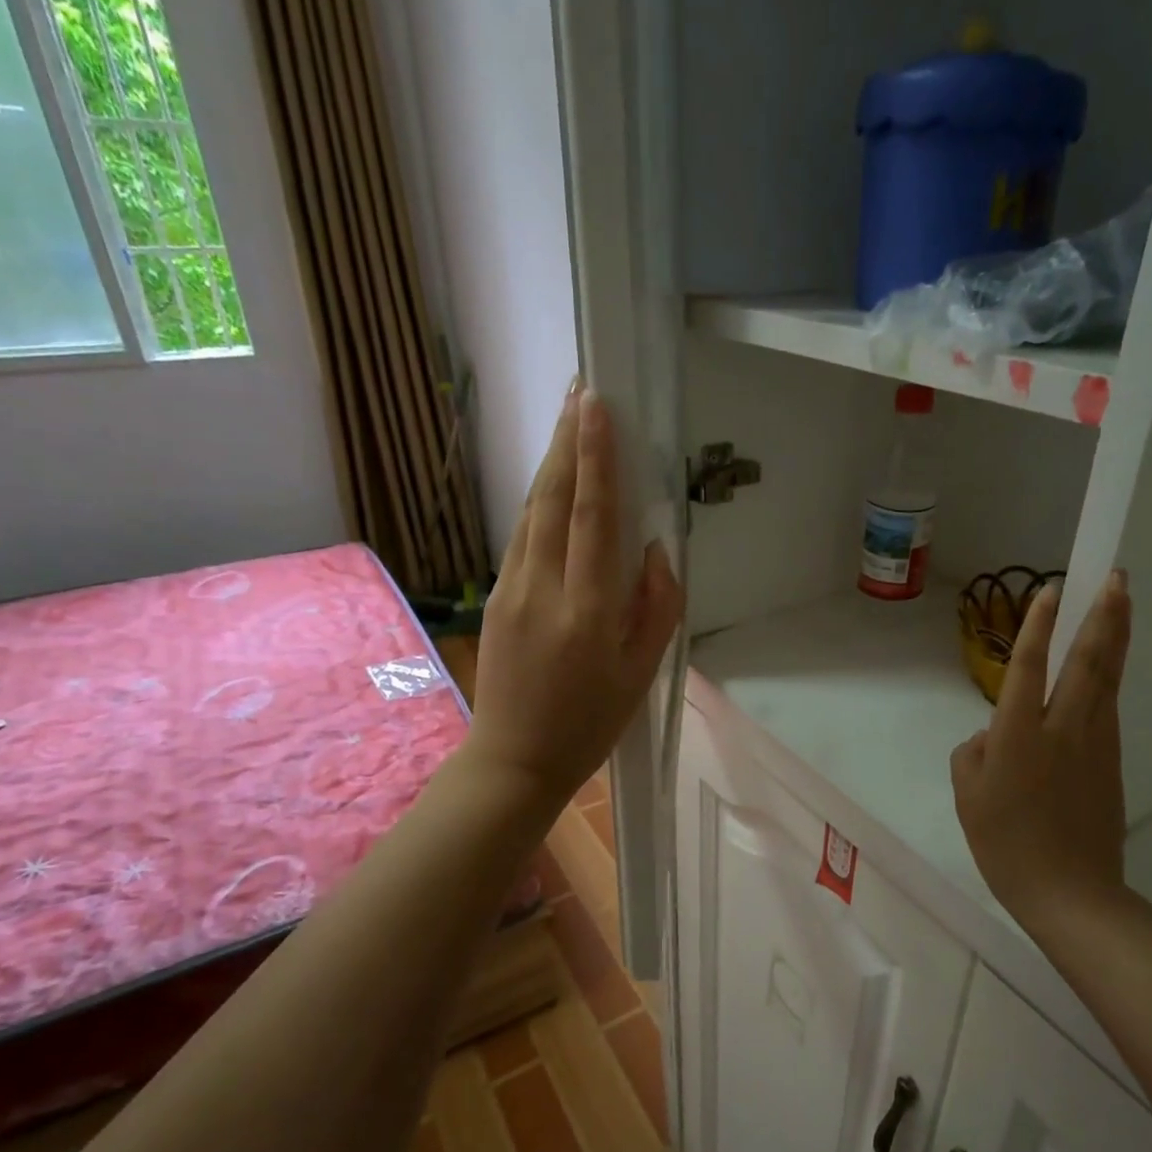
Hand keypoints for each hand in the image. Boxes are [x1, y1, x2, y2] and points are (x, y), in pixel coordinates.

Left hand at [467, 381, 683, 805]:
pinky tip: (551, 485)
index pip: (593, 516)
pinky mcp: (494, 597)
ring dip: (551, 464)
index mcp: (588, 610)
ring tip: (567, 423)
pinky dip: (539, 501)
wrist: (515, 760)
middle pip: (553, 498)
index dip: (596, 457)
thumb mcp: (641, 674)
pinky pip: (521, 537)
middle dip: (567, 441)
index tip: (596, 404)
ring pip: (531, 512)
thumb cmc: (590, 723)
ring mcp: (511, 590)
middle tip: (579, 390)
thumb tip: (654, 551)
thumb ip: (656, 608)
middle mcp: (543, 588)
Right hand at [950, 570, 1132, 929]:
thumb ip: (972, 754)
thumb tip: (991, 736)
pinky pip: (1110, 705)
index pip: (1030, 666)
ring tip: (1122, 602)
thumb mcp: (967, 796)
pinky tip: (1109, 663)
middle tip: (1116, 576)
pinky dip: (1112, 674)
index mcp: (1019, 735)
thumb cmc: (1005, 844)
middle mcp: (1063, 728)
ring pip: (1108, 678)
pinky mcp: (1112, 760)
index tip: (1051, 588)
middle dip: (1103, 615)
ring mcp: (1096, 742)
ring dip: (1116, 636)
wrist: (1071, 892)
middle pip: (1088, 661)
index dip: (1039, 625)